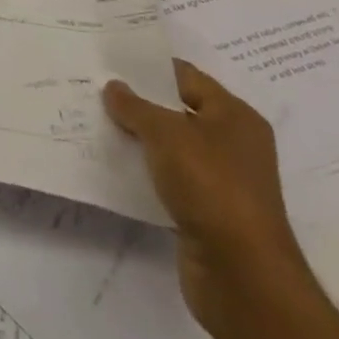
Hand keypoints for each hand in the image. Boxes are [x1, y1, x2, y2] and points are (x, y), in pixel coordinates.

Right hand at [103, 60, 310, 337]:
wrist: (243, 278)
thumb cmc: (211, 187)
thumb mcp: (166, 134)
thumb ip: (135, 106)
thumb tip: (113, 87)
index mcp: (235, 116)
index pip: (186, 76)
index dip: (149, 67)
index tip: (110, 60)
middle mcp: (233, 145)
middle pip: (178, 111)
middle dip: (139, 103)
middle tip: (95, 87)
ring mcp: (222, 182)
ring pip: (171, 148)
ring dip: (139, 139)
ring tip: (96, 121)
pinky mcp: (207, 214)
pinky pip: (169, 180)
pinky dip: (144, 171)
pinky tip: (113, 163)